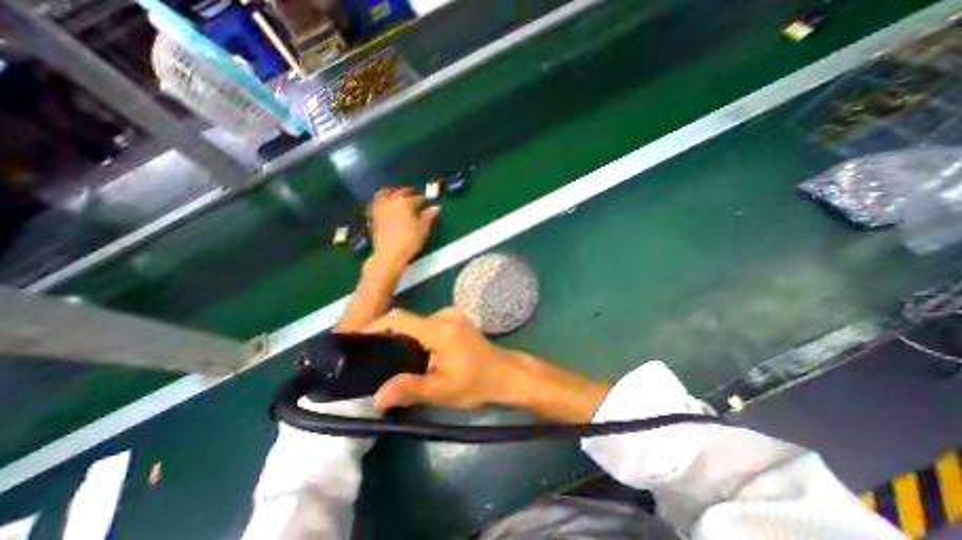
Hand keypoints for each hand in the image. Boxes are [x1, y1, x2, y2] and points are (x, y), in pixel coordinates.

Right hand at [365, 308, 521, 408]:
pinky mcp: (458, 321)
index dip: (377, 326)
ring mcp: (453, 316)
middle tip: (374, 359)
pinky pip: (430, 325)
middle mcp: (445, 315)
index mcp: (439, 328)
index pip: (400, 318)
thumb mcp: (442, 390)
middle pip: (409, 321)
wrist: (506, 374)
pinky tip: (417, 356)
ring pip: (419, 324)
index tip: (359, 341)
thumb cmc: (476, 382)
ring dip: (405, 339)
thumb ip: (408, 389)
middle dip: (390, 337)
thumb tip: (376, 397)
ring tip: (393, 360)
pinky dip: (419, 337)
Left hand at [368, 187, 440, 265]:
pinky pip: (376, 203)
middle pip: (400, 192)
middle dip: (408, 192)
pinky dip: (381, 200)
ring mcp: (380, 208)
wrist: (389, 254)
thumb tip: (436, 207)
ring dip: (391, 192)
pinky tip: (385, 205)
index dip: (423, 200)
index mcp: (405, 203)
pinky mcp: (373, 216)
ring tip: (396, 195)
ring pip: (384, 194)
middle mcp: (392, 201)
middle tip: (413, 195)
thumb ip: (428, 216)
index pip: (417, 198)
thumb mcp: (423, 229)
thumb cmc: (409, 241)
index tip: (426, 202)